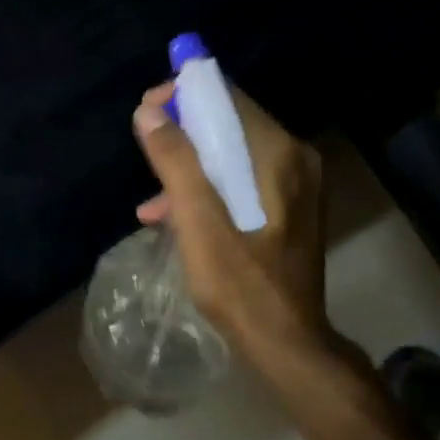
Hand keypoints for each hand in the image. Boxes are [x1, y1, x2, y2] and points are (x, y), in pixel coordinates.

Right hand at [132, 83, 335, 372]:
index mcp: (280, 155)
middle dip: (182, 130)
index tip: (147, 109)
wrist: (286, 344)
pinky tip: (171, 216)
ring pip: (232, 154)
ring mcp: (295, 185)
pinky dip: (208, 188)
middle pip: (231, 123)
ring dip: (190, 165)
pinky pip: (241, 180)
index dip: (184, 94)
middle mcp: (295, 159)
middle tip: (144, 144)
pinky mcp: (288, 209)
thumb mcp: (198, 222)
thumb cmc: (241, 284)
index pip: (229, 98)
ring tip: (151, 196)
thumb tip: (149, 111)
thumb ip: (175, 162)